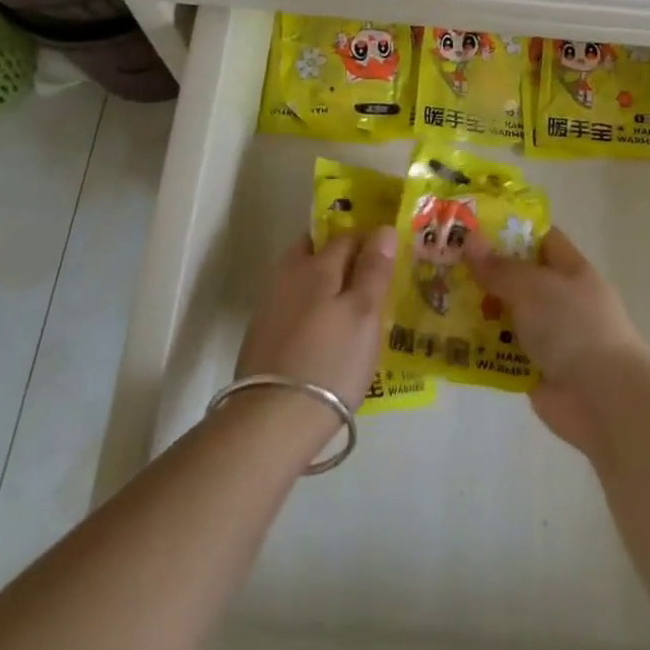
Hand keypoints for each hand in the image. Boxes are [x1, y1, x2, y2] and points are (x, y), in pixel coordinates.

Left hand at [235, 228, 396, 416]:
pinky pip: (292, 305)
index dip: (369, 241)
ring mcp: (270, 305)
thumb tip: (384, 229)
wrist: (271, 420)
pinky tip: (323, 334)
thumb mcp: (364, 314)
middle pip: (316, 251)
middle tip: (367, 280)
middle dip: (339, 256)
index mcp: (316, 264)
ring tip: (349, 310)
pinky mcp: (261, 336)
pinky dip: (309, 308)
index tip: (389, 258)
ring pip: (302, 279)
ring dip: (324, 284)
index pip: (347, 236)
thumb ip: (374, 269)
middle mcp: (288, 274)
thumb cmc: (330, 360)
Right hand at [465, 225, 648, 454]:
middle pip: (518, 277)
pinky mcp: (535, 369)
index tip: (471, 225)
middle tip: (442, 261)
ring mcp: (549, 336)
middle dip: (483, 270)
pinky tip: (447, 339)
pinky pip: (501, 351)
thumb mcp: (533, 286)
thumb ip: (499, 267)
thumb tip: (469, 239)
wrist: (604, 401)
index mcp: (570, 269)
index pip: (539, 238)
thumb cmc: (573, 327)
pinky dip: (480, 347)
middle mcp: (560, 299)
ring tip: (435, 298)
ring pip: (506, 314)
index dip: (508, 229)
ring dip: (477, 309)